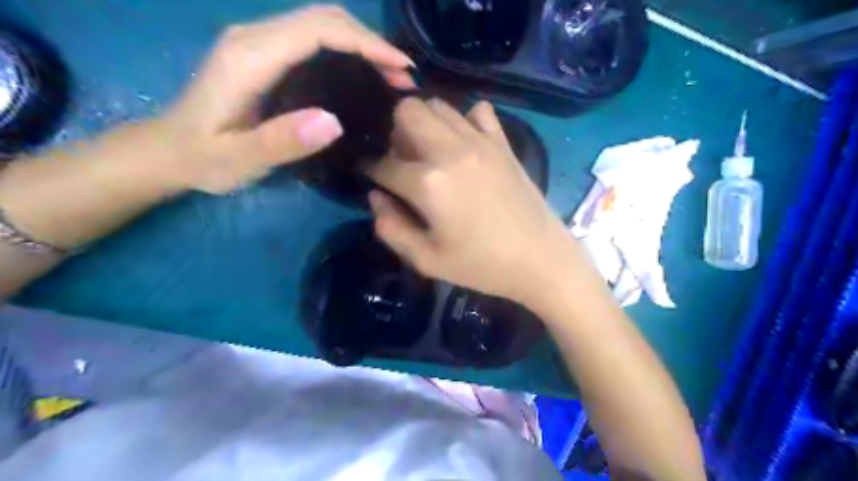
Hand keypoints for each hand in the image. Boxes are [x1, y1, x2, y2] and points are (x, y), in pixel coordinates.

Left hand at [162, 4, 418, 192]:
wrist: (168, 151)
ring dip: (362, 43)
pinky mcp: (263, 53)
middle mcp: (255, 37)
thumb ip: (280, 141)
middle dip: (371, 41)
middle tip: (404, 76)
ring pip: (321, 24)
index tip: (402, 68)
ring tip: (393, 75)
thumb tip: (334, 121)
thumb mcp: (239, 159)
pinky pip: (313, 38)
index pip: (319, 31)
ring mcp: (258, 41)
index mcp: (251, 57)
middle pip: (324, 18)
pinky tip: (363, 72)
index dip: (366, 43)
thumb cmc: (203, 158)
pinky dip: (347, 49)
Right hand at [369, 98, 581, 303]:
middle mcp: (450, 150)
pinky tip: (464, 145)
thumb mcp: (426, 260)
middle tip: (403, 161)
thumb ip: (391, 228)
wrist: (540, 259)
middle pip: (407, 111)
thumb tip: (375, 196)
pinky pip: (478, 111)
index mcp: (428, 183)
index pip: (383, 164)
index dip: (371, 170)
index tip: (371, 176)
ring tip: (430, 152)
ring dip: (425, 123)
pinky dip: (464, 121)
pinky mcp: (502, 142)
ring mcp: (480, 141)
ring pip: (439, 105)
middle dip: (395, 132)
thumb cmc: (481, 265)